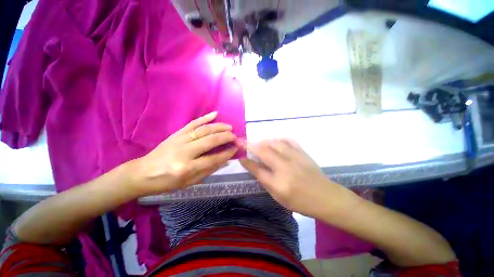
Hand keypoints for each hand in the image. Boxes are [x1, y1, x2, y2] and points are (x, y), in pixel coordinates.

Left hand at [131, 112, 237, 195]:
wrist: (143, 173)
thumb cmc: (167, 182)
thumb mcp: (190, 182)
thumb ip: (209, 170)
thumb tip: (225, 159)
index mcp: (187, 168)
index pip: (213, 158)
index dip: (227, 153)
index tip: (236, 148)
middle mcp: (184, 152)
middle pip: (210, 141)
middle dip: (226, 137)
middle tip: (235, 136)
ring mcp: (179, 140)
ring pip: (204, 130)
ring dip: (219, 127)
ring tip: (229, 127)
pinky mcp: (176, 133)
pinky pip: (193, 123)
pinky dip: (205, 117)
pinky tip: (215, 114)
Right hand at [239, 139, 346, 217]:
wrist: (325, 197)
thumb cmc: (300, 201)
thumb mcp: (278, 196)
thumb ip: (264, 179)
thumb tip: (253, 166)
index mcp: (278, 183)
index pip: (257, 169)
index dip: (246, 160)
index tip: (240, 154)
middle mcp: (285, 167)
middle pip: (264, 151)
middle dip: (251, 145)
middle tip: (245, 143)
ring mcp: (295, 157)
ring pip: (275, 143)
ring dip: (264, 141)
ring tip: (259, 143)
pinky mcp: (302, 152)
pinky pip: (288, 140)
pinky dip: (279, 139)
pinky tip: (275, 141)